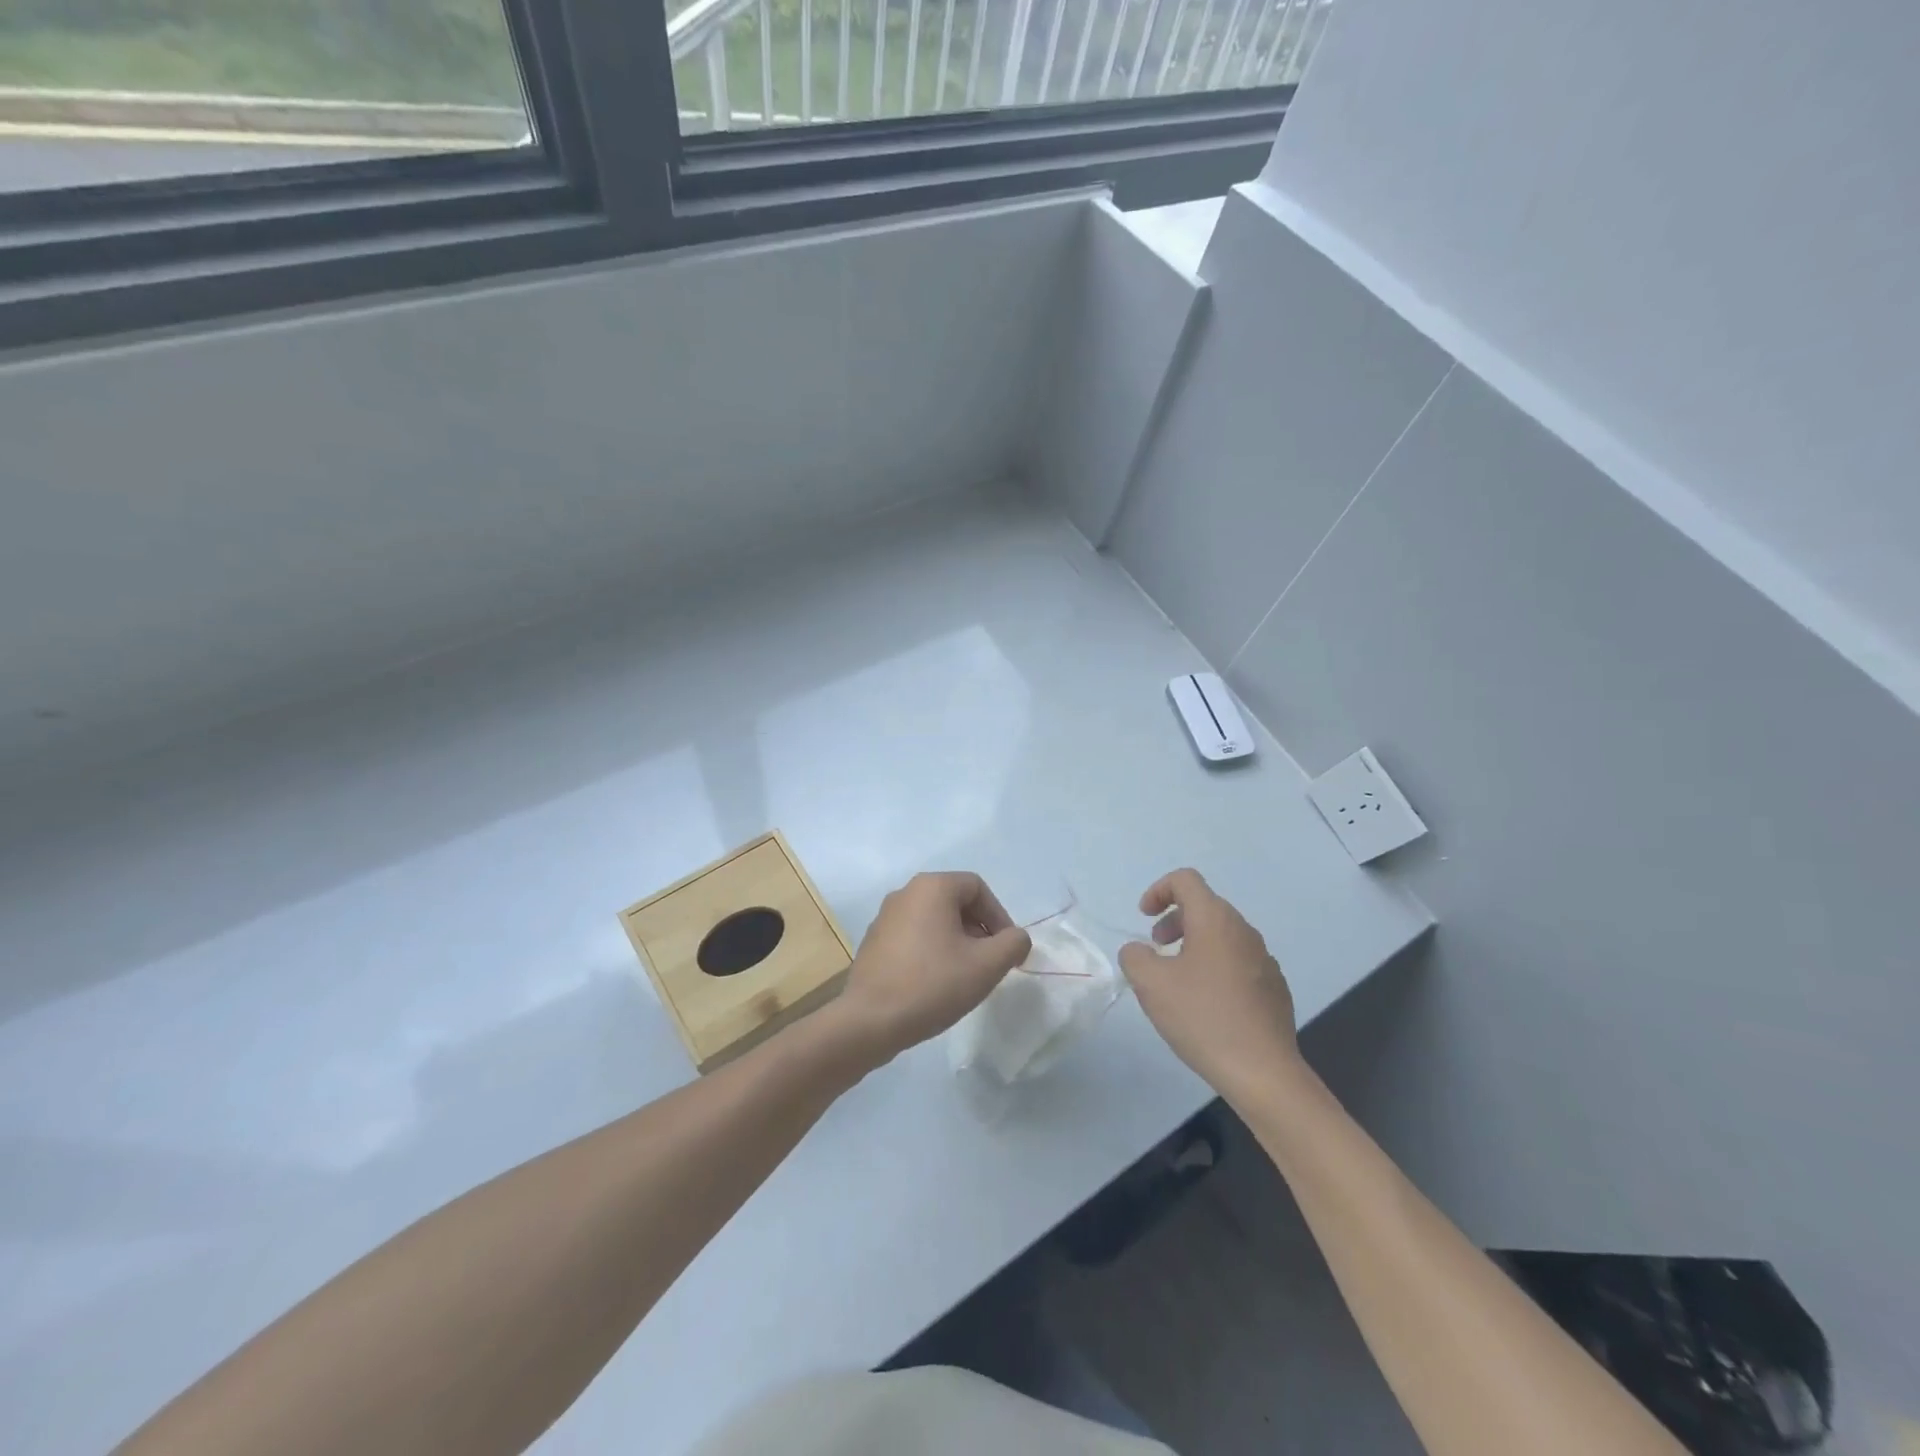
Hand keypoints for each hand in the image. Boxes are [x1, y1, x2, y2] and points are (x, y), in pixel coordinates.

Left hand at [833, 872, 1031, 1067]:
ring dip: (956, 941)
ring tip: (965, 976)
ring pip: (934, 920)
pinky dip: (932, 951)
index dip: (999, 916)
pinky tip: (936, 983)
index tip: (1007, 950)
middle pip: (955, 901)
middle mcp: (905, 892)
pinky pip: (914, 936)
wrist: (869, 1021)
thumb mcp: (986, 965)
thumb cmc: (932, 984)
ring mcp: (885, 917)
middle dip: (978, 930)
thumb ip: (1013, 944)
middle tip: (989, 963)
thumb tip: (1016, 938)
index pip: (977, 888)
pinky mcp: (874, 942)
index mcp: (932, 887)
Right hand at [1118, 868, 1300, 1104]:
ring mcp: (1264, 959)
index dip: (1158, 890)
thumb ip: (1134, 956)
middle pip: (1205, 906)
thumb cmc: (1202, 1017)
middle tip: (1156, 947)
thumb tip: (1139, 951)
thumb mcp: (1150, 984)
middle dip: (1174, 919)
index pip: (1186, 880)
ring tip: (1177, 979)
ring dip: (1194, 944)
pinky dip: (1215, 967)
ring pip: (1222, 935)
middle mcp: (1243, 931)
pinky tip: (1206, 1004)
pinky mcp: (1274, 987)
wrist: (1263, 1071)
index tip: (1143, 918)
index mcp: (1215, 920)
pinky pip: (1238, 962)